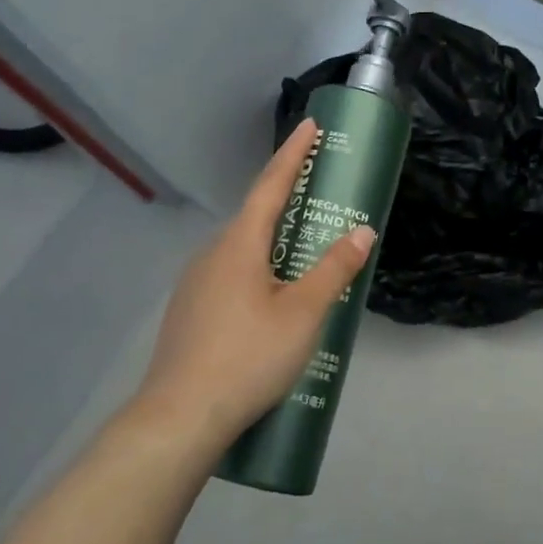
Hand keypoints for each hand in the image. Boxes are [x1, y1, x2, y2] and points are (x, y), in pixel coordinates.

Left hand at [128, 119, 375, 450]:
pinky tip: (271, 302)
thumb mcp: (303, 314)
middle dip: (288, 200)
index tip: (309, 125)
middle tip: (320, 197)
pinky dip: (258, 271)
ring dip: (273, 242)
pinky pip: (231, 275)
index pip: (271, 185)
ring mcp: (195, 283)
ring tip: (304, 257)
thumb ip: (334, 269)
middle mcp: (212, 253)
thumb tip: (363, 232)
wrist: (179, 418)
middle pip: (256, 216)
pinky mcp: (190, 311)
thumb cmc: (248, 357)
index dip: (293, 154)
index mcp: (239, 244)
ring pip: (242, 250)